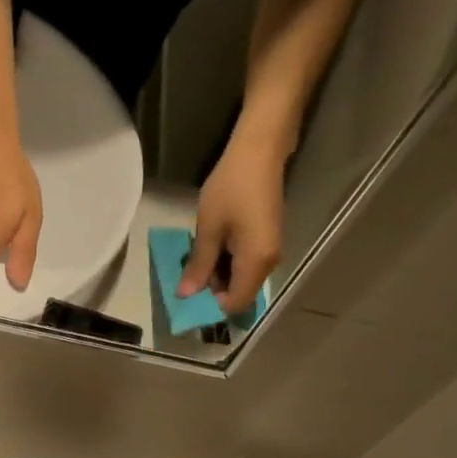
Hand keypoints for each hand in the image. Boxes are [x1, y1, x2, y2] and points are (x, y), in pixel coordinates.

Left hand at [180, 142, 284, 315]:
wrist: (260, 151)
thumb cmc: (231, 188)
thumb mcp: (209, 230)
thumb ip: (199, 266)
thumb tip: (186, 295)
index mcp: (256, 263)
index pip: (235, 303)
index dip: (211, 306)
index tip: (189, 296)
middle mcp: (269, 263)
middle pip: (239, 292)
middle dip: (213, 290)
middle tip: (188, 273)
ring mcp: (270, 251)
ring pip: (241, 278)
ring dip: (218, 274)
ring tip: (197, 257)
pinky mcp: (267, 240)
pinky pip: (246, 263)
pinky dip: (227, 262)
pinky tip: (211, 246)